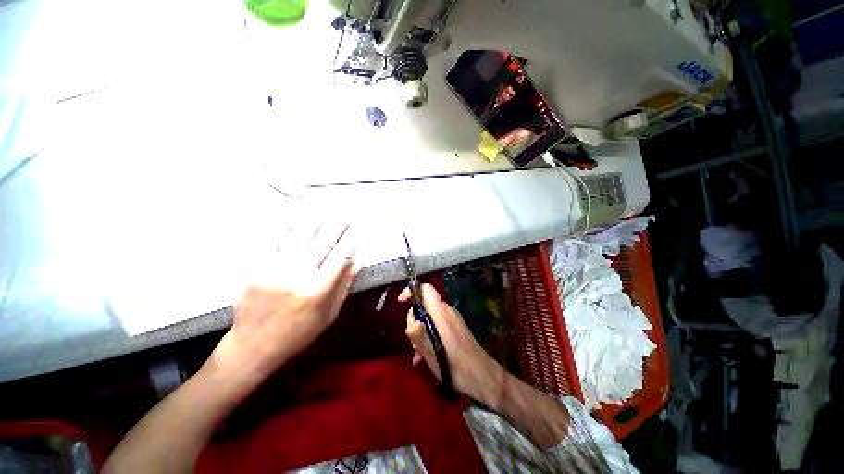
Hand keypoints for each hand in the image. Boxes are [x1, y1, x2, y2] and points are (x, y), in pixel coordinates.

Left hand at [212, 220, 359, 377]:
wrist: (253, 346)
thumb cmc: (299, 333)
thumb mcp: (329, 315)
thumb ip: (343, 287)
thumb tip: (356, 262)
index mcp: (318, 291)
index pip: (339, 257)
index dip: (350, 241)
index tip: (357, 229)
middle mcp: (297, 277)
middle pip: (321, 243)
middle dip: (335, 226)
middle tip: (344, 213)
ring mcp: (274, 271)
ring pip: (297, 238)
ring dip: (313, 221)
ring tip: (323, 208)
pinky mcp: (256, 270)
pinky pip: (274, 244)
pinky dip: (286, 228)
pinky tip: (295, 217)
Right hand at [399, 284, 504, 405]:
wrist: (482, 376)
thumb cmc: (456, 365)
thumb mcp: (432, 353)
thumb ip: (419, 335)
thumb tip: (411, 321)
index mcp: (441, 313)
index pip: (426, 290)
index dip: (412, 291)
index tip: (400, 303)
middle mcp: (447, 311)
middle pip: (424, 306)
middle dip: (414, 321)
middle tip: (412, 343)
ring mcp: (452, 319)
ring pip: (429, 317)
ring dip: (420, 332)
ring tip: (418, 355)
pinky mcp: (456, 327)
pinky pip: (437, 325)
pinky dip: (429, 335)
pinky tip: (425, 356)